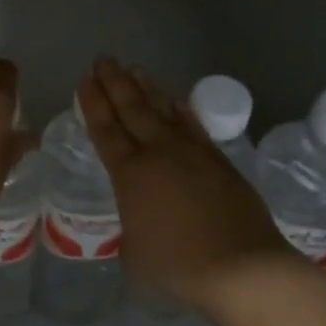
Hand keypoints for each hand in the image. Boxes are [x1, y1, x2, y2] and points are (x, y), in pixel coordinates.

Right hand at [80, 58, 287, 309]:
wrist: (240, 266)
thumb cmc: (178, 264)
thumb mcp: (135, 251)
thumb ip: (131, 227)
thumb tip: (139, 221)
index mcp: (130, 173)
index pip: (105, 129)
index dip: (93, 103)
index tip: (85, 81)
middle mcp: (158, 152)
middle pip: (132, 109)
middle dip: (114, 82)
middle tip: (103, 60)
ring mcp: (191, 152)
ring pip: (162, 109)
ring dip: (146, 87)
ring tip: (134, 68)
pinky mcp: (218, 159)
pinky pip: (193, 125)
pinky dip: (180, 109)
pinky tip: (175, 100)